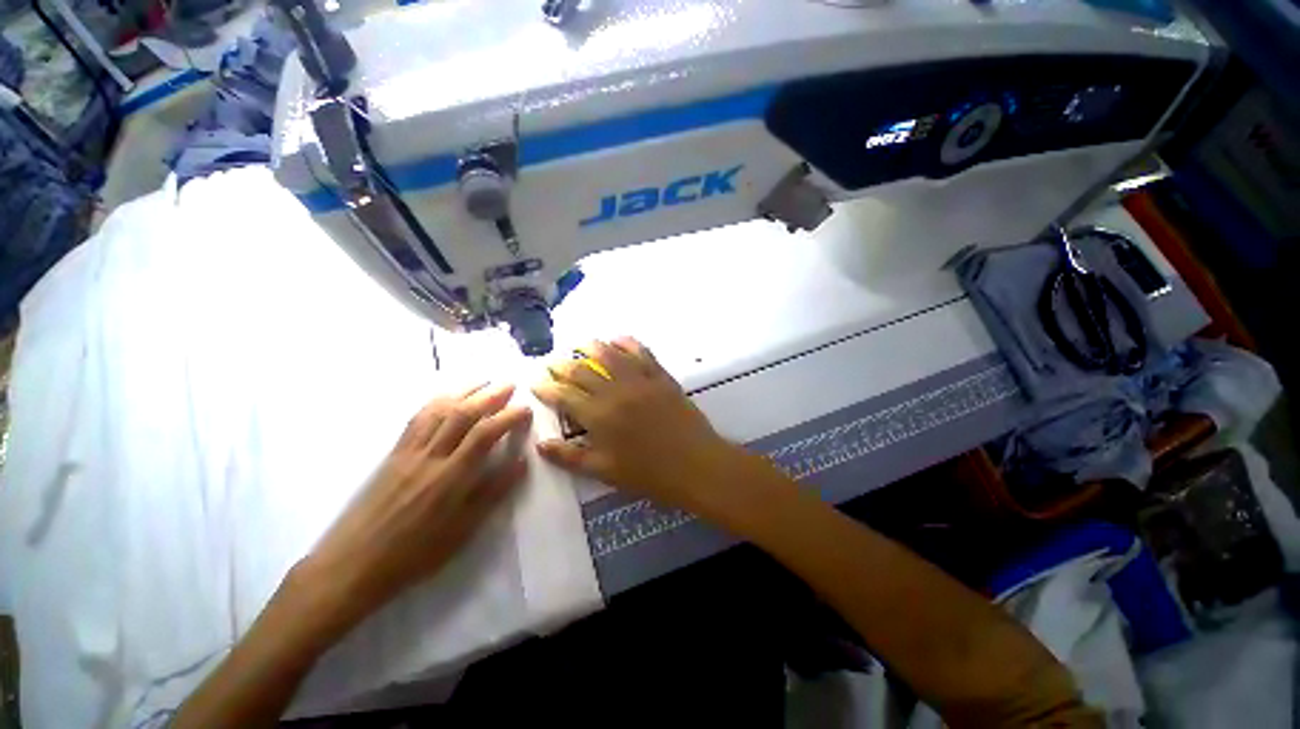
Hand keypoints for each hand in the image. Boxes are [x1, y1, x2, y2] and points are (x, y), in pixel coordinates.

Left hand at [300, 383, 531, 632]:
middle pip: (463, 414)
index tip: (526, 409)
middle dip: (490, 395)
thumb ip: (494, 492)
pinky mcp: (393, 454)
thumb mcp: (464, 530)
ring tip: (483, 382)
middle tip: (509, 384)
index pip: (486, 434)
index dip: (509, 416)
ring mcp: (409, 452)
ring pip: (439, 411)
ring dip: (464, 391)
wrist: (354, 564)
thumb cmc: (416, 553)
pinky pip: (416, 420)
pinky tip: (446, 397)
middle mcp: (431, 456)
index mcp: (452, 477)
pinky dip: (436, 402)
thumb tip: (521, 462)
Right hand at [532, 338, 750, 517]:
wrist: (695, 464)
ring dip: (591, 346)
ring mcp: (639, 380)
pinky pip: (641, 353)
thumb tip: (540, 444)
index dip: (546, 387)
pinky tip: (617, 339)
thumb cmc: (648, 474)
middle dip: (562, 365)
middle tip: (552, 362)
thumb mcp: (604, 471)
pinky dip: (627, 343)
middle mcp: (615, 392)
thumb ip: (570, 457)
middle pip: (582, 371)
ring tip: (579, 344)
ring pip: (609, 355)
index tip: (536, 382)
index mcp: (598, 417)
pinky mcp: (660, 376)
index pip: (564, 395)